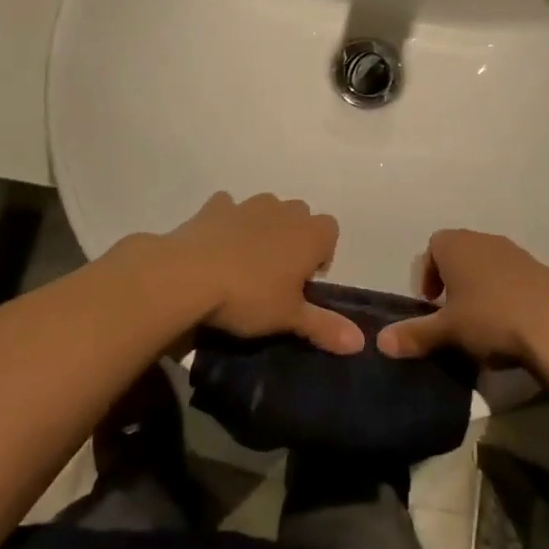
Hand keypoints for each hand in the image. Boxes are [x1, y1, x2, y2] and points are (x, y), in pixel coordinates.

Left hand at [119, 192, 363, 354]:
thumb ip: (324, 327)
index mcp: (310, 234)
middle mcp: (283, 211)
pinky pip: (228, 208)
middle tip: (276, 275)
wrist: (188, 275)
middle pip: (300, 216)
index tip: (305, 282)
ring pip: (266, 208)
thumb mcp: (289, 318)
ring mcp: (248, 205)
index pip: (331, 231)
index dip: (322, 254)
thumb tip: (360, 343)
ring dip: (262, 228)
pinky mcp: (214, 207)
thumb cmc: (250, 296)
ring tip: (245, 262)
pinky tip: (215, 247)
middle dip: (293, 238)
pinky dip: (226, 222)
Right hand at [376, 229, 548, 366]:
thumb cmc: (490, 319)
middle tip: (451, 314)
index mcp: (457, 245)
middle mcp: (484, 240)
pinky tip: (509, 323)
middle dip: (452, 281)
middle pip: (459, 253)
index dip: (427, 274)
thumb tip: (380, 342)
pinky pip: (511, 276)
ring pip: (487, 264)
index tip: (431, 304)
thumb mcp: (447, 331)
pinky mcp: (539, 270)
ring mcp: (515, 252)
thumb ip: (414, 334)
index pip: (432, 247)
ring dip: (479, 287)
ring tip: (480, 322)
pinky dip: (504, 293)